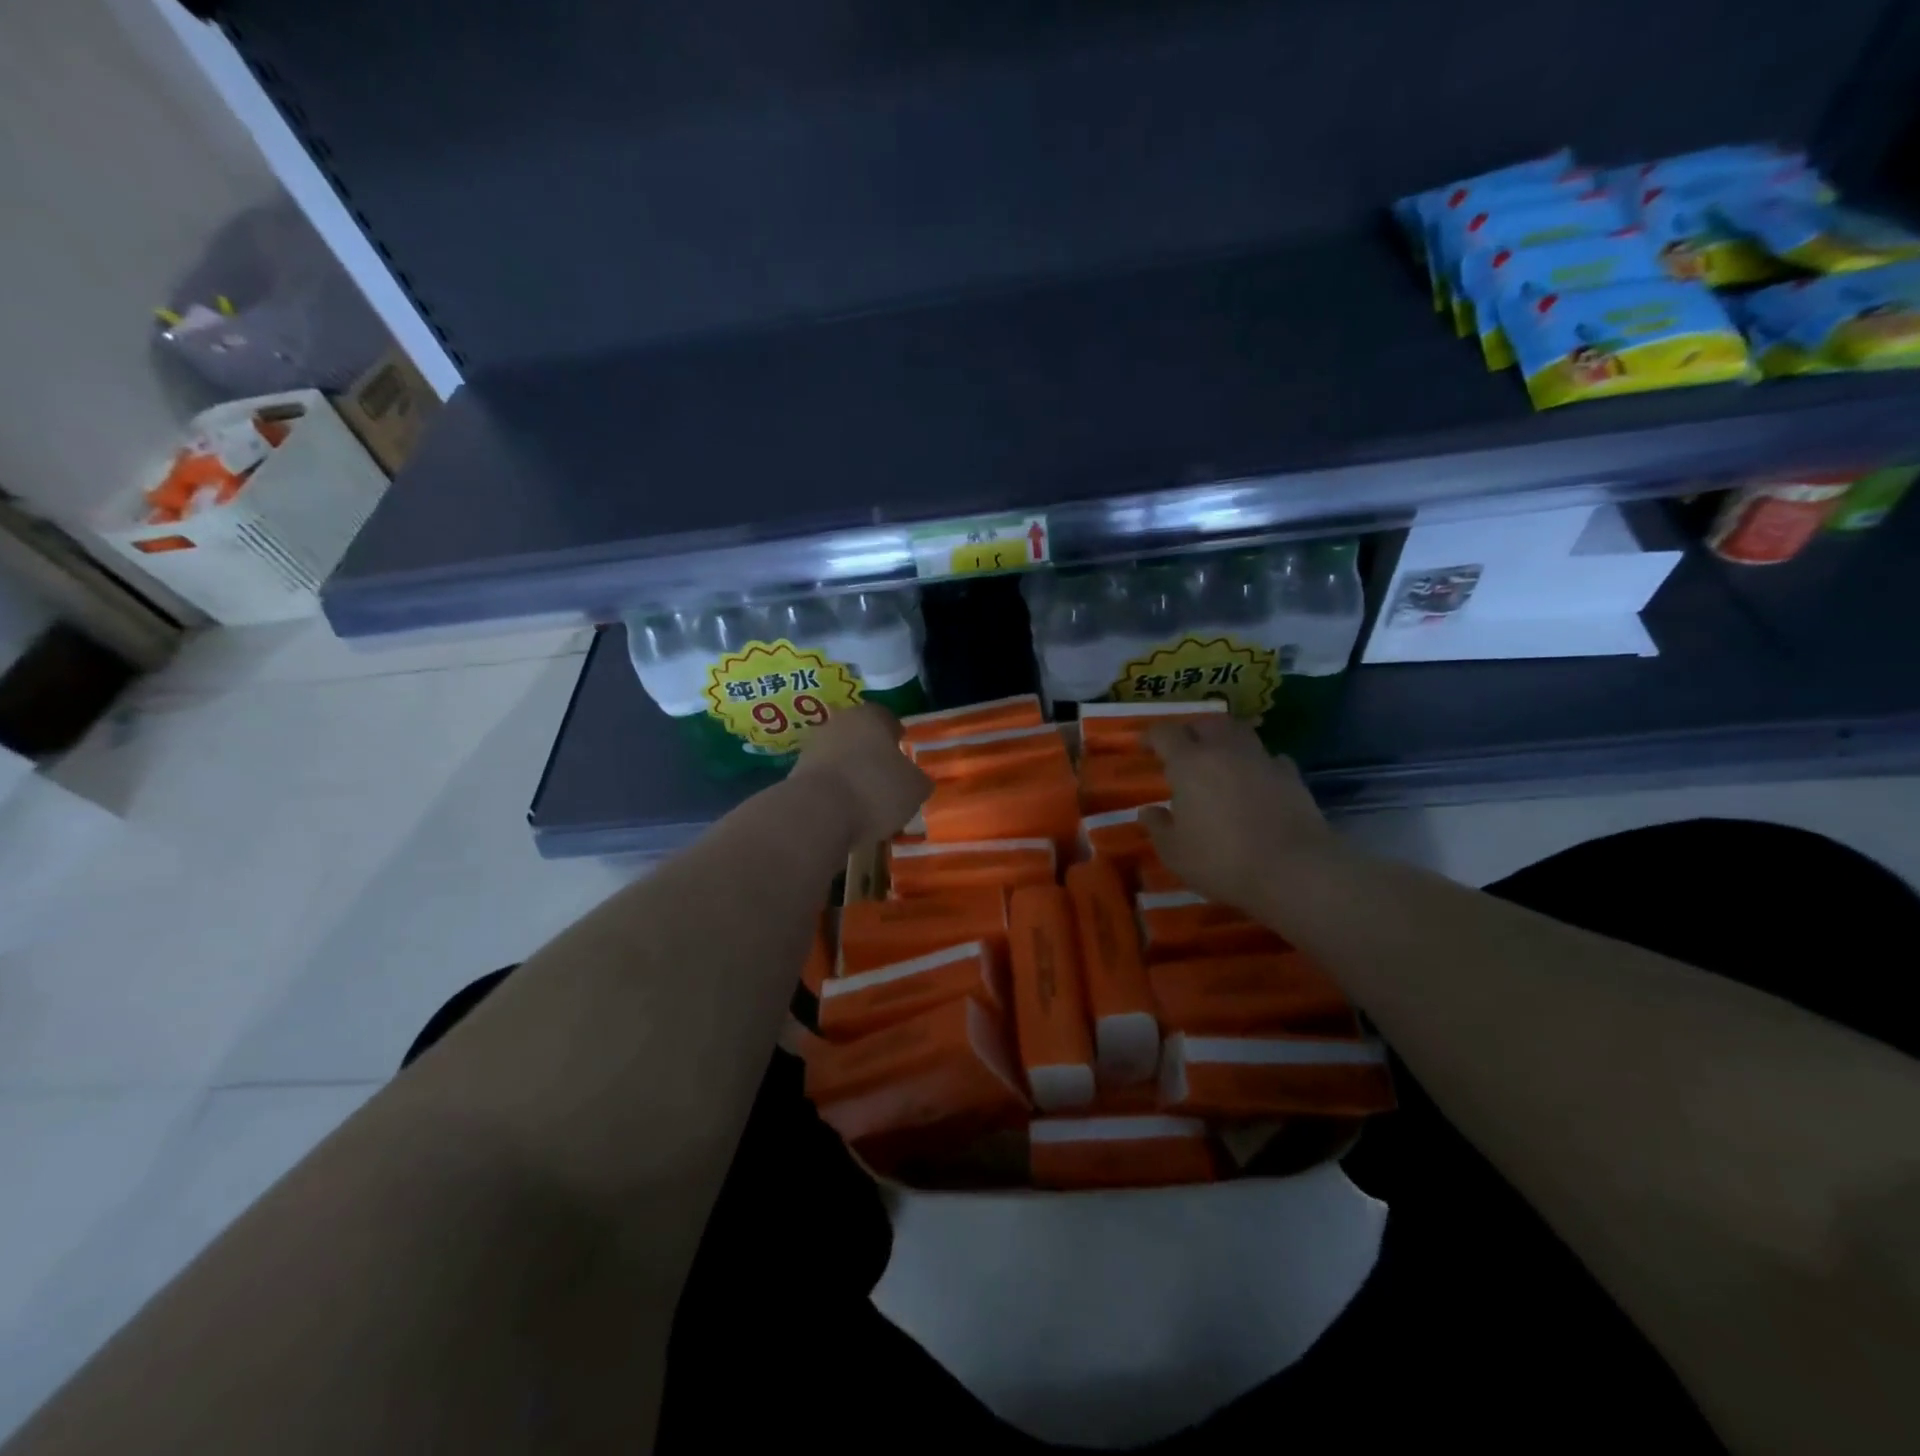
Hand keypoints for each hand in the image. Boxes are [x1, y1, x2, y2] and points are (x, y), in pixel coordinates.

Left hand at [790, 703, 931, 844]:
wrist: (817, 813)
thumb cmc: (876, 789)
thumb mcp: (915, 788)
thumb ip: (918, 780)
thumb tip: (916, 780)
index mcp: (870, 716)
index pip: (887, 717)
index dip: (896, 735)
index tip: (902, 750)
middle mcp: (838, 723)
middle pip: (859, 735)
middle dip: (871, 752)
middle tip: (886, 776)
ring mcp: (812, 747)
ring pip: (839, 756)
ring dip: (850, 772)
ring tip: (866, 799)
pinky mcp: (796, 773)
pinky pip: (824, 779)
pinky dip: (834, 791)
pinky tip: (845, 811)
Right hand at [1140, 717, 1339, 912]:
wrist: (1294, 870)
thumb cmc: (1222, 860)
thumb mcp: (1175, 853)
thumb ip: (1158, 827)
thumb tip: (1149, 810)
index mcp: (1189, 763)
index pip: (1164, 733)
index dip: (1150, 737)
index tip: (1144, 748)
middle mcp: (1225, 750)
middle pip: (1206, 723)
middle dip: (1191, 731)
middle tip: (1183, 751)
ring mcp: (1262, 759)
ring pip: (1240, 732)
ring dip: (1226, 740)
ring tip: (1220, 760)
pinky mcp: (1291, 775)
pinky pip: (1269, 757)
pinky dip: (1257, 763)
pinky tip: (1256, 780)